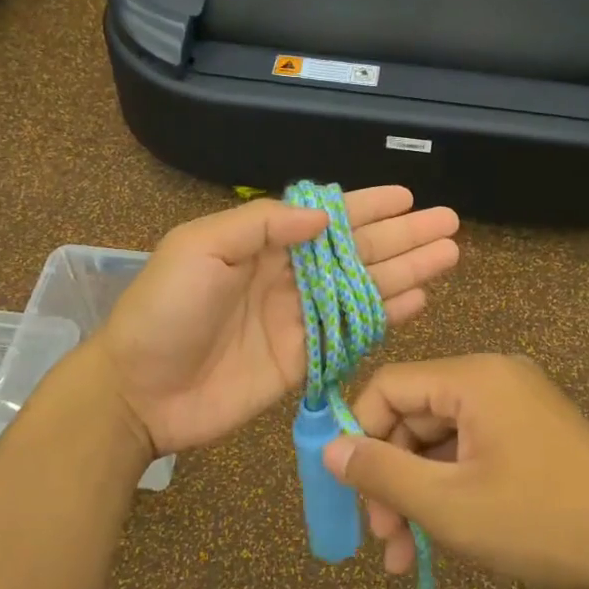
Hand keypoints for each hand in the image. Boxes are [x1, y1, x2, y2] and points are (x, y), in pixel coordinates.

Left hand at [102, 188, 459, 455]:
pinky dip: (386, 316)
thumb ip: (262, 224)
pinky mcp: (304, 360)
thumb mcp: (201, 247)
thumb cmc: (165, 310)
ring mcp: (299, 319)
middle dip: (402, 237)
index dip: (368, 207)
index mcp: (261, 244)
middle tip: (448, 225)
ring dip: (406, 271)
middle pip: (356, 252)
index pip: (326, 220)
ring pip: (363, 289)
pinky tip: (419, 300)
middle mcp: (287, 277)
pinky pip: (352, 333)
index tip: (407, 197)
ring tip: (447, 256)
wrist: (139, 391)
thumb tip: (324, 218)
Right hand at [322, 354, 588, 588]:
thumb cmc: (541, 521)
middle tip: (382, 538)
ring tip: (405, 558)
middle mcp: (493, 379)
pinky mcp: (529, 435)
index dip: (358, 434)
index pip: (388, 386)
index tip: (349, 490)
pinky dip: (450, 492)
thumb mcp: (449, 505)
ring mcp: (515, 407)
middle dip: (391, 479)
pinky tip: (438, 543)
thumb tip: (328, 449)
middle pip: (413, 417)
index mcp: (473, 377)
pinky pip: (471, 453)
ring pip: (440, 443)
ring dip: (418, 495)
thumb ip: (382, 473)